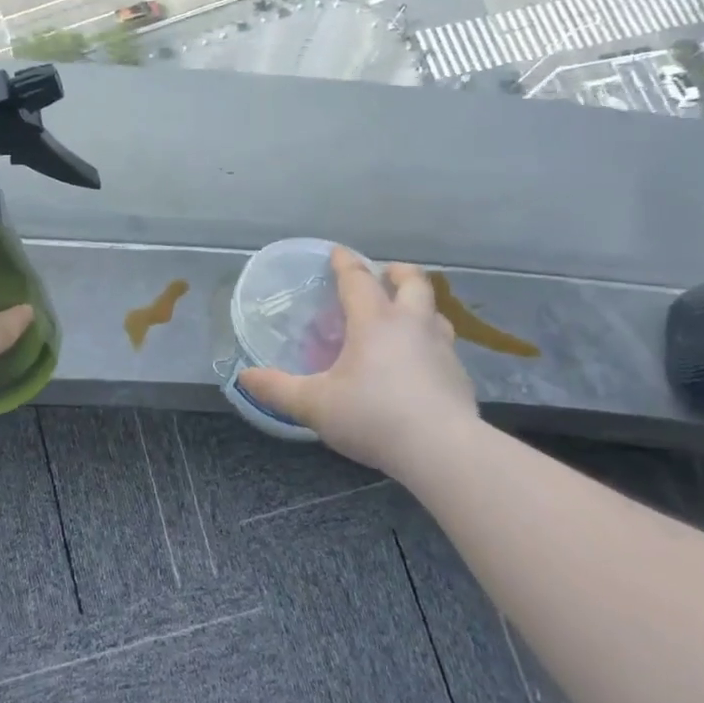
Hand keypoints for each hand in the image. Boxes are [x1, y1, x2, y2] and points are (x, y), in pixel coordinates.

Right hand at [239, 248, 476, 477]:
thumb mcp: (314, 405)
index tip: (337, 253)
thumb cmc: (372, 416)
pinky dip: (430, 342)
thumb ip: (278, 389)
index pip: (358, 279)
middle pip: (413, 282)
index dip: (345, 263)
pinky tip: (419, 364)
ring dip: (419, 305)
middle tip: (385, 274)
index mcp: (374, 322)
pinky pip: (444, 346)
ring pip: (434, 312)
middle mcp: (412, 325)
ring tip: (404, 316)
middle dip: (397, 272)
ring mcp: (442, 349)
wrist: (441, 450)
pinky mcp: (459, 376)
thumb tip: (244, 377)